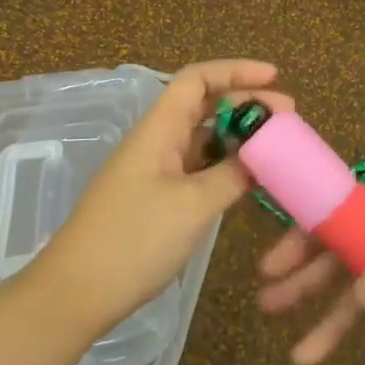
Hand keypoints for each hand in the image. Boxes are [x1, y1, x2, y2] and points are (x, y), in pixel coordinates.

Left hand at [42, 60, 291, 334]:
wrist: (76, 293)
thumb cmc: (134, 240)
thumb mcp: (193, 205)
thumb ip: (232, 175)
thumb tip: (261, 156)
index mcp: (159, 128)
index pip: (198, 79)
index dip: (236, 70)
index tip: (275, 77)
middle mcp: (157, 140)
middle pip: (204, 105)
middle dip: (246, 104)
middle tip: (288, 118)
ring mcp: (154, 169)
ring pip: (202, 138)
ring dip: (238, 136)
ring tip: (276, 147)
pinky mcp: (155, 197)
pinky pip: (197, 167)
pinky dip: (225, 165)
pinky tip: (249, 179)